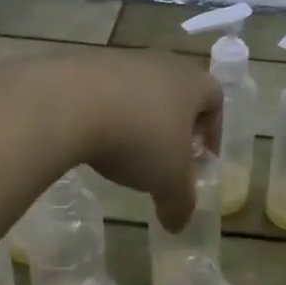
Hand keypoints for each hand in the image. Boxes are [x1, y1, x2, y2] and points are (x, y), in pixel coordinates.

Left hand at [58, 50, 219, 229]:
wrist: (70, 104)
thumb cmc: (138, 139)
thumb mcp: (167, 182)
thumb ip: (180, 204)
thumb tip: (179, 225)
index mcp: (193, 83)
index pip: (215, 99)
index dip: (213, 130)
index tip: (201, 158)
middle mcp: (162, 63)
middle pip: (177, 91)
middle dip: (175, 124)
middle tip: (166, 156)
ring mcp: (122, 58)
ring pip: (140, 89)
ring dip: (139, 117)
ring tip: (126, 150)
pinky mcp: (85, 62)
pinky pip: (106, 90)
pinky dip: (106, 112)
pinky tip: (94, 138)